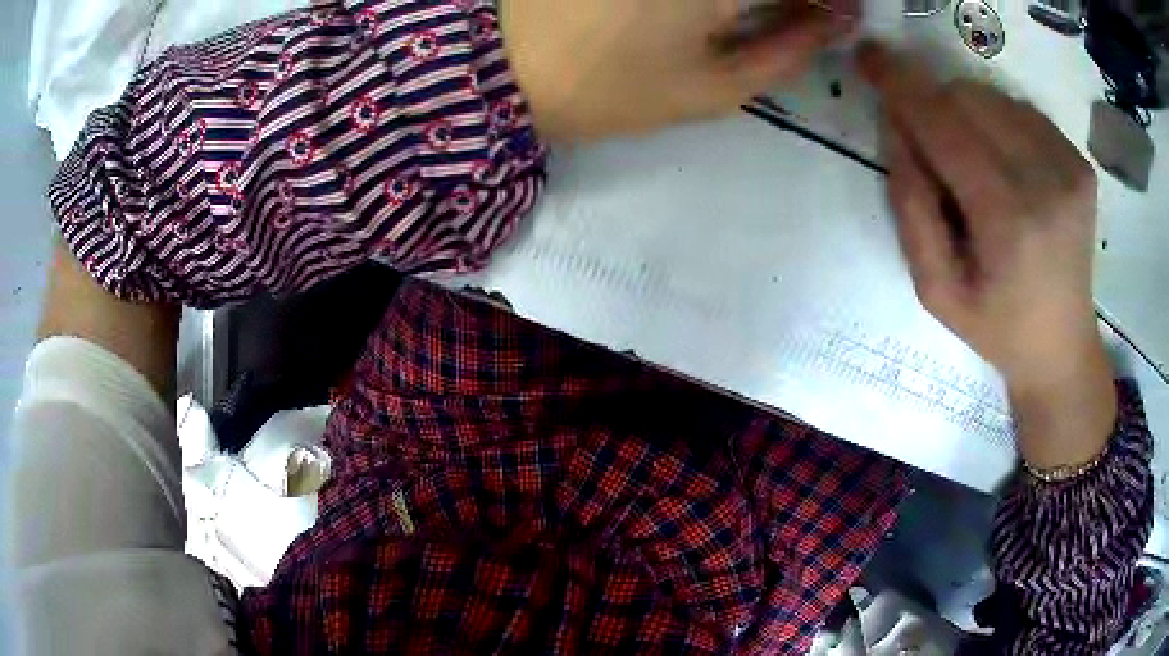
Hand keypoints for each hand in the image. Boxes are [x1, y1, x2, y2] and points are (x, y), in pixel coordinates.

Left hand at [500, 0, 855, 142]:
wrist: (506, 72)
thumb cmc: (611, 90)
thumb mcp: (713, 89)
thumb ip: (788, 51)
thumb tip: (839, 23)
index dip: (829, 1)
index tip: (837, 15)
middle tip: (799, 16)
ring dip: (754, 0)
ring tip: (762, 13)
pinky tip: (717, 11)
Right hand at [859, 43, 1115, 468]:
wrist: (1062, 344)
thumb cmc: (996, 325)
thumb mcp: (935, 289)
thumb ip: (910, 207)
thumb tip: (898, 128)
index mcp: (1009, 224)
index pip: (945, 127)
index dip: (902, 86)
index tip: (869, 56)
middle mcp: (1047, 184)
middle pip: (968, 99)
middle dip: (934, 106)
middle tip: (931, 148)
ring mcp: (1070, 169)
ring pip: (993, 97)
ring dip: (966, 113)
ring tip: (973, 164)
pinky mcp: (1080, 163)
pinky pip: (1021, 111)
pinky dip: (998, 121)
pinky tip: (1003, 161)